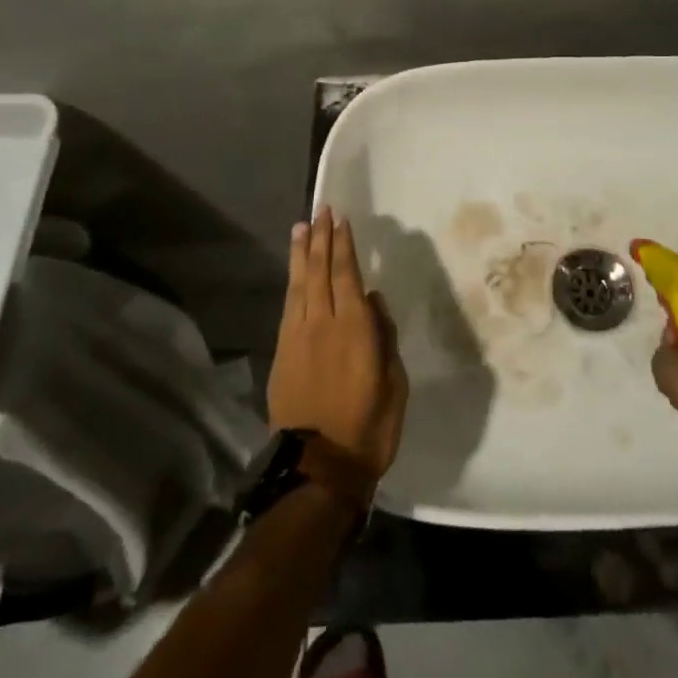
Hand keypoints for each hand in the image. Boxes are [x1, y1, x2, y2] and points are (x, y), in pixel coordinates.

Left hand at [266, 211, 408, 483]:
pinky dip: (292, 282)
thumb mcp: (394, 382)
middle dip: (321, 238)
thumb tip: (373, 301)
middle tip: (321, 211)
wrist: (319, 467)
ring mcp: (299, 336)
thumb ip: (384, 336)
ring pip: (300, 284)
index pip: (347, 273)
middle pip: (321, 270)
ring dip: (302, 253)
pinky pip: (288, 306)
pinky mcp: (283, 352)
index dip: (344, 244)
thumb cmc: (369, 426)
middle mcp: (324, 322)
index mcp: (355, 328)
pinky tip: (294, 271)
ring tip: (302, 227)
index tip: (341, 220)